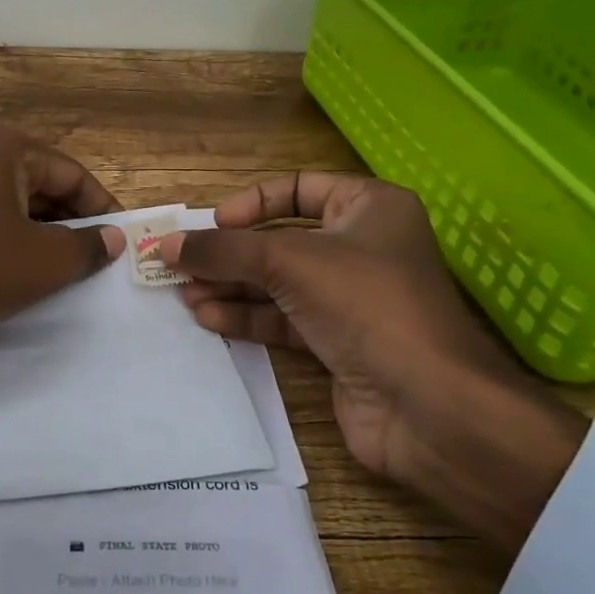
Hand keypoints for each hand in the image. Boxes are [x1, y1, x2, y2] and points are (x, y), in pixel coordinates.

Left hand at [0, 121, 123, 414]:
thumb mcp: (41, 262)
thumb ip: (86, 248)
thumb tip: (114, 239)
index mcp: (6, 148)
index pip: (74, 176)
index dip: (104, 210)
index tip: (124, 245)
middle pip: (45, 189)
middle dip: (74, 227)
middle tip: (99, 266)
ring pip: (17, 212)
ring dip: (44, 242)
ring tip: (66, 279)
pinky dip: (11, 250)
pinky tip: (21, 282)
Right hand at [157, 174, 589, 554]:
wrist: (428, 405)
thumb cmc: (365, 304)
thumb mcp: (288, 262)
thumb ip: (223, 250)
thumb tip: (166, 246)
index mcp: (369, 208)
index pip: (298, 188)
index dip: (252, 203)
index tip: (214, 224)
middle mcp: (362, 247)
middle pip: (281, 240)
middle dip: (231, 253)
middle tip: (181, 263)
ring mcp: (351, 298)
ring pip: (278, 283)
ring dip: (231, 286)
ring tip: (184, 293)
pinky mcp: (339, 342)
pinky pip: (284, 319)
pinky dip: (247, 316)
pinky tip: (209, 316)